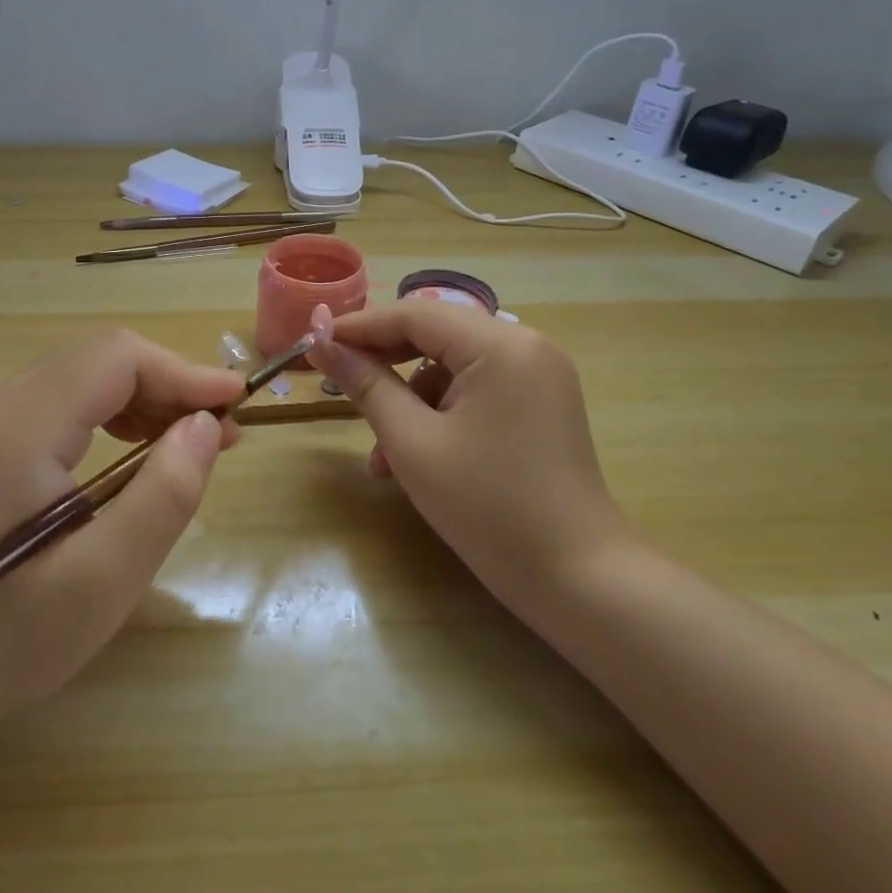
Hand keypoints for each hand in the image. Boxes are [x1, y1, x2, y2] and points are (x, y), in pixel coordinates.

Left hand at [0, 331, 245, 753]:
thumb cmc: (4, 641)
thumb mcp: (104, 579)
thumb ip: (163, 495)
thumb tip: (206, 425)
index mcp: (21, 427)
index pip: (118, 359)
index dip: (185, 372)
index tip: (238, 404)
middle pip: (102, 361)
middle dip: (170, 386)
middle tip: (220, 434)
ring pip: (86, 378)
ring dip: (145, 399)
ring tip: (189, 444)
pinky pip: (64, 403)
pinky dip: (113, 415)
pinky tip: (137, 452)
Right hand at [312, 301, 626, 618]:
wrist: (577, 578)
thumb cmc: (487, 507)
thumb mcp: (412, 443)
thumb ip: (367, 385)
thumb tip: (323, 344)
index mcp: (500, 345)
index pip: (415, 314)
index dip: (359, 326)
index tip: (313, 342)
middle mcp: (526, 345)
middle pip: (436, 336)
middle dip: (384, 364)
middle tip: (339, 386)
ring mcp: (540, 375)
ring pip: (453, 368)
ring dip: (410, 401)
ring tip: (382, 458)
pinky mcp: (542, 404)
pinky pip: (477, 391)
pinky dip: (442, 414)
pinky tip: (417, 459)